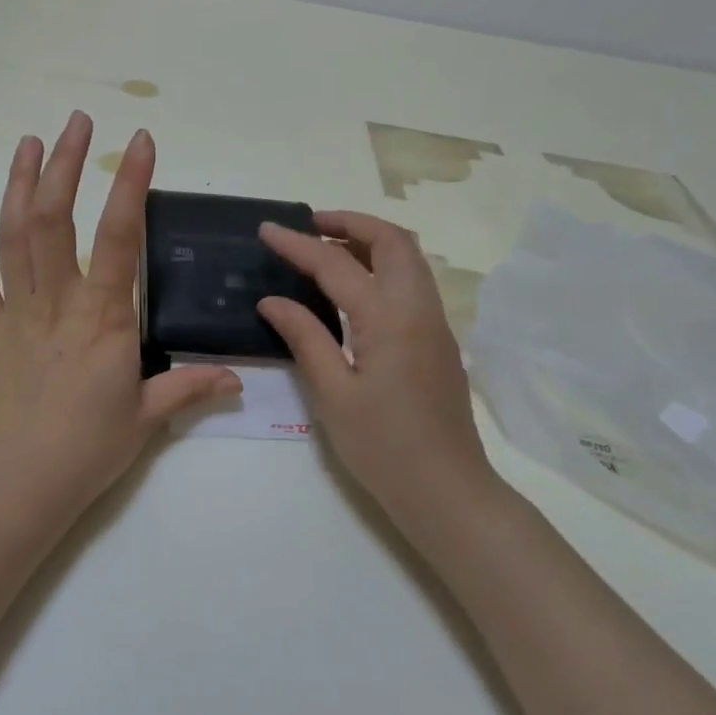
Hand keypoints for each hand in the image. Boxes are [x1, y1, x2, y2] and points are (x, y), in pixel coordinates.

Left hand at [0, 112, 240, 510]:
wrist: (17, 485)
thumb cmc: (88, 449)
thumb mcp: (147, 418)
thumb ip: (190, 388)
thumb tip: (237, 380)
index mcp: (103, 318)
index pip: (119, 236)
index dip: (129, 183)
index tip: (138, 141)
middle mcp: (57, 302)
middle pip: (54, 218)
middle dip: (64, 164)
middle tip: (75, 122)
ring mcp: (16, 312)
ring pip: (12, 236)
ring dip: (19, 184)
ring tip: (28, 142)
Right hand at [258, 212, 502, 525]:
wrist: (448, 492)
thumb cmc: (384, 447)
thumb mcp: (333, 394)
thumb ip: (304, 337)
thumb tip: (272, 300)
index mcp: (389, 318)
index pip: (336, 264)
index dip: (298, 243)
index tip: (267, 229)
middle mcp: (418, 308)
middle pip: (392, 240)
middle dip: (349, 222)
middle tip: (309, 227)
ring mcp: (435, 323)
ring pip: (408, 258)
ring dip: (369, 241)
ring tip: (326, 250)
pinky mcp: (439, 340)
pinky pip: (412, 281)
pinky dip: (382, 265)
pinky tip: (353, 288)